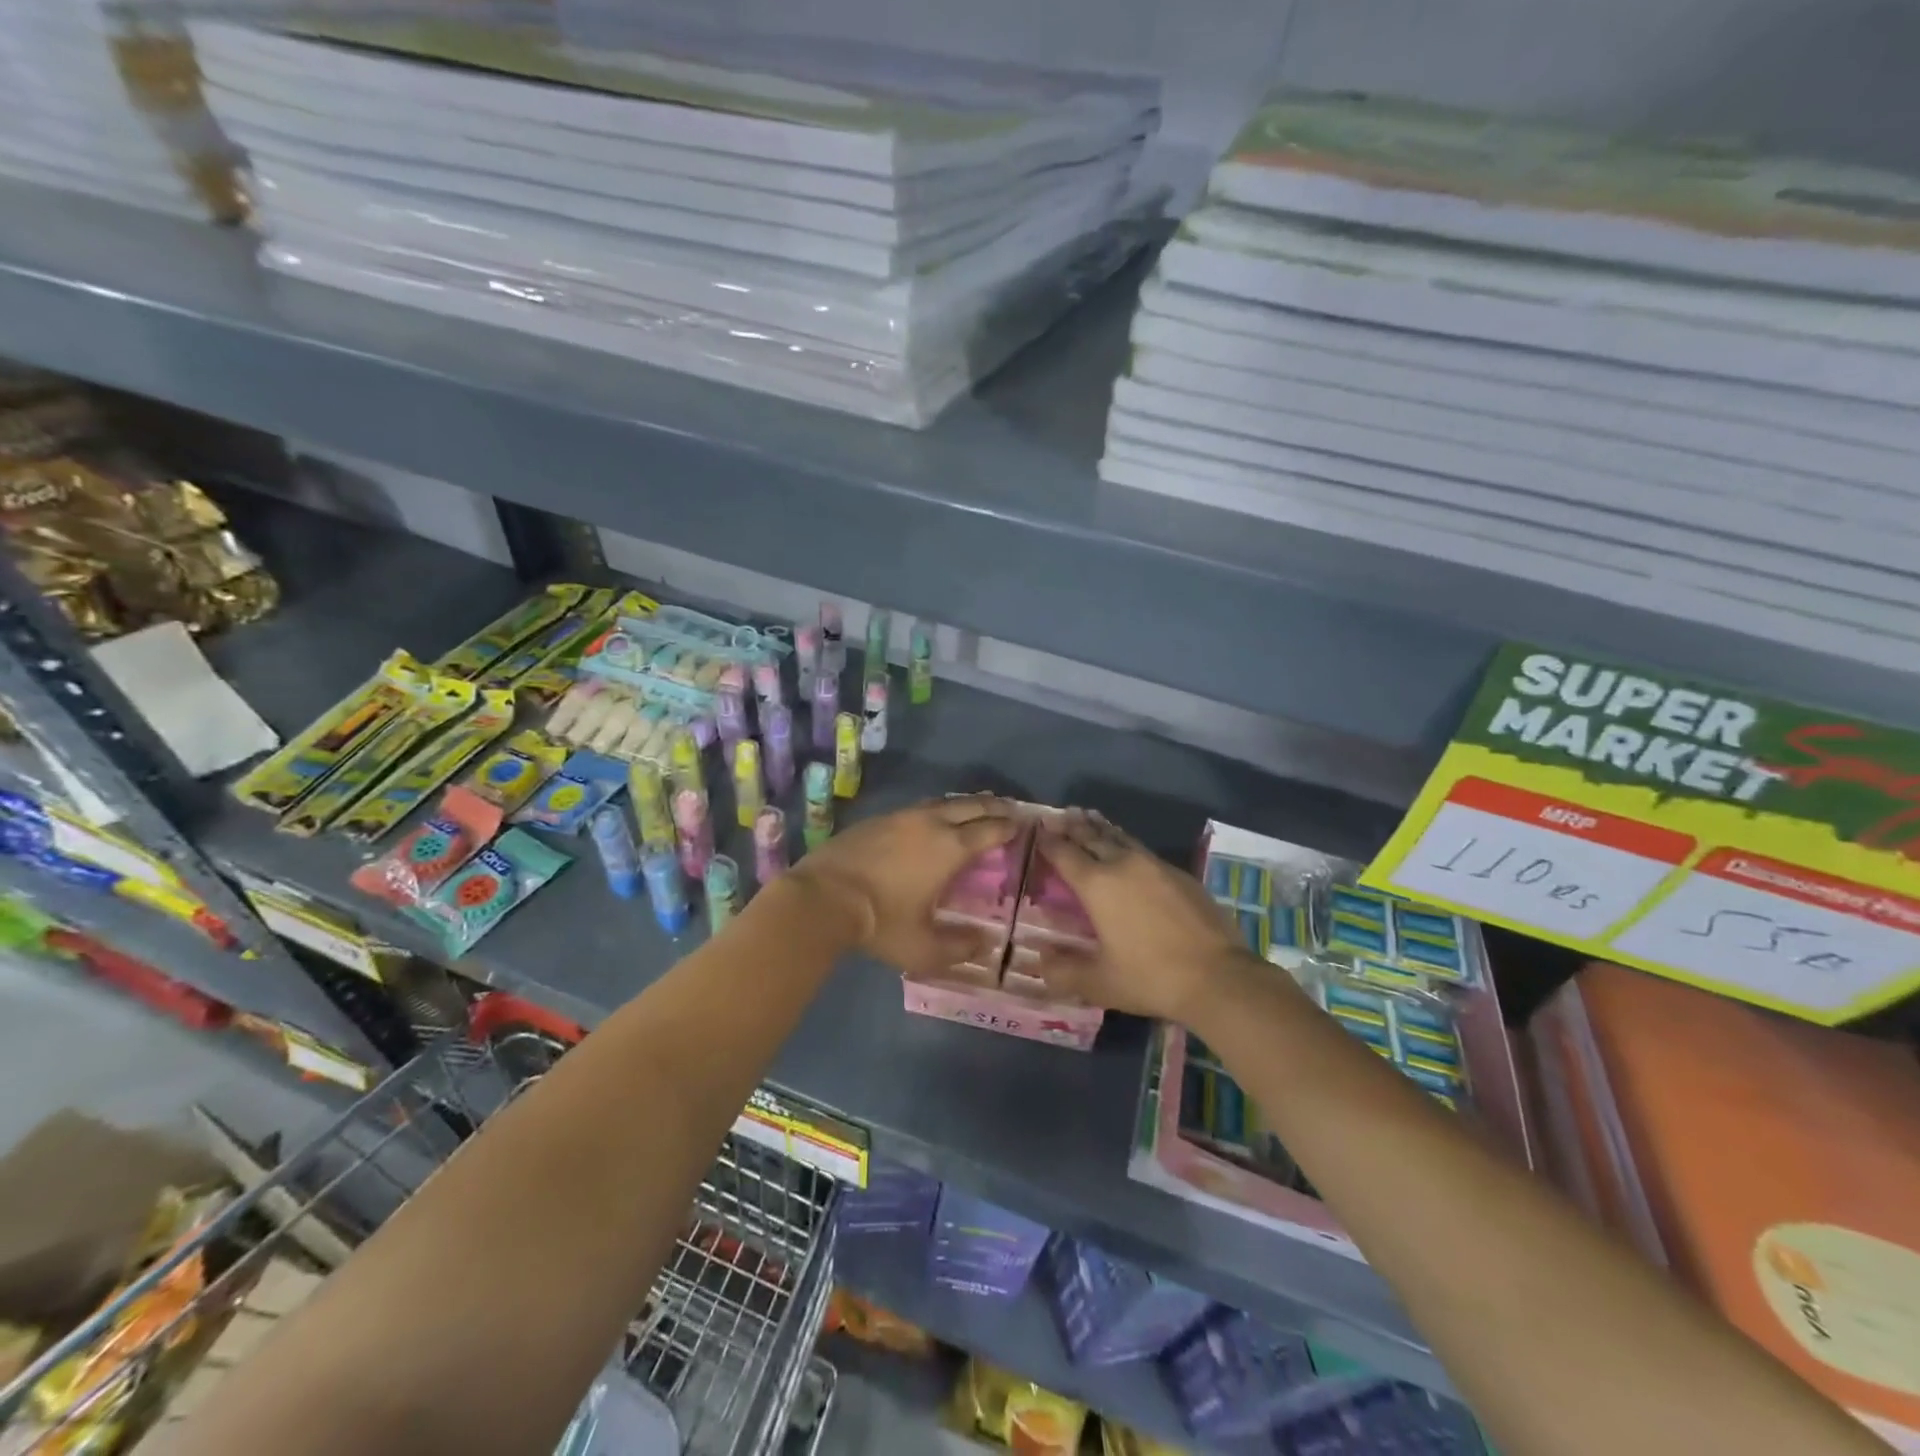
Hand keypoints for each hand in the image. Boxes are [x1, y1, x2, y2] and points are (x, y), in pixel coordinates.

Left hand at [788, 795, 1021, 979]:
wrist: (823, 897)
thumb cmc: (879, 922)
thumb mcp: (923, 947)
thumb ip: (958, 948)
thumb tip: (984, 943)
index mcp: (950, 848)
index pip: (989, 830)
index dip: (1009, 827)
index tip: (1023, 825)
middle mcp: (930, 823)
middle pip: (970, 806)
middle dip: (993, 806)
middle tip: (1009, 809)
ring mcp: (901, 816)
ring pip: (943, 802)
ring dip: (965, 804)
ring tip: (975, 808)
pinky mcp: (878, 819)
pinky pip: (919, 807)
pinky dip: (937, 809)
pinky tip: (932, 818)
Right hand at [1031, 810, 1249, 1022]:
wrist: (1217, 976)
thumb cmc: (1150, 978)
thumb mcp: (1099, 983)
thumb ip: (1064, 971)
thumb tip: (1041, 959)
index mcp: (1097, 885)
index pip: (1064, 853)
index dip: (1048, 841)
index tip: (1037, 830)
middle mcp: (1123, 864)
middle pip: (1091, 836)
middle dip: (1072, 826)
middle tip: (1058, 815)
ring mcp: (1154, 865)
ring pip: (1119, 837)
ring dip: (1099, 827)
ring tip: (1088, 817)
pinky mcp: (1179, 873)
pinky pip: (1142, 849)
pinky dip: (1124, 842)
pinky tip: (1126, 847)